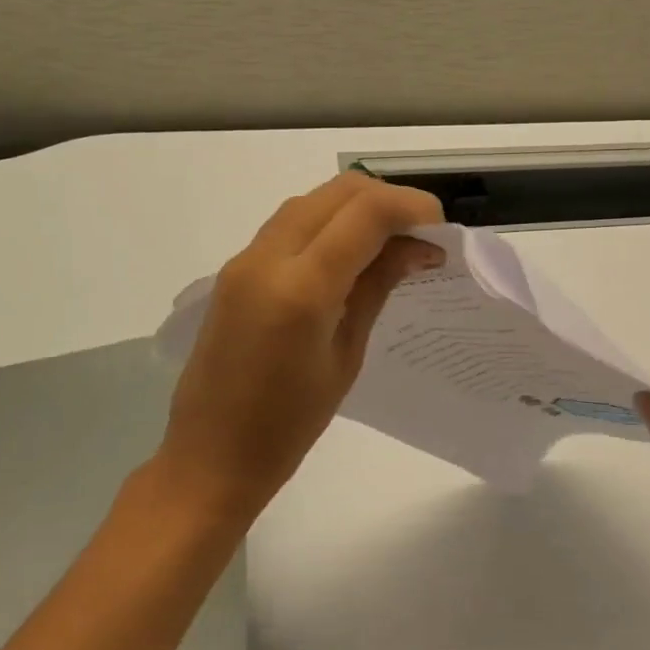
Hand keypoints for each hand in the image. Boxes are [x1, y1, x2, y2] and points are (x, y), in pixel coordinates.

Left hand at [157, 173, 444, 523]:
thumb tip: (418, 247)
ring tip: (393, 240)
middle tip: (422, 234)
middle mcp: (268, 258)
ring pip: (313, 200)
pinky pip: (291, 223)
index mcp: (301, 289)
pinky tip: (351, 251)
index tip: (441, 233)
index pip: (366, 213)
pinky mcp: (236, 268)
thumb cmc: (288, 426)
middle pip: (338, 192)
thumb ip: (377, 286)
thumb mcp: (346, 355)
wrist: (209, 457)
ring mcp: (245, 259)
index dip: (412, 208)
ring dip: (358, 207)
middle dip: (389, 200)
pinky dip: (329, 221)